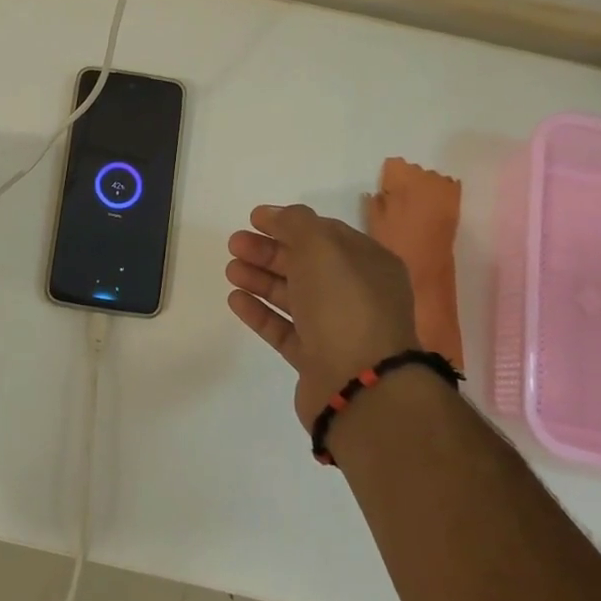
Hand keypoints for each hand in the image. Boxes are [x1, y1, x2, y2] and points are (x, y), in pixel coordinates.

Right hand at [226, 204, 419, 428]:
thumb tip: (277, 216)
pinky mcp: (316, 360)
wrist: (359, 384)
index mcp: (368, 263)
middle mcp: (356, 294)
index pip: (325, 234)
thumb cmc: (344, 304)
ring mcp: (336, 329)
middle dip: (269, 251)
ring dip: (261, 279)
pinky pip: (284, 329)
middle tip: (234, 244)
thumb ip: (296, 223)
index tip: (254, 219)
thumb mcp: (321, 247)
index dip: (289, 223)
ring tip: (231, 270)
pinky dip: (260, 312)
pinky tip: (236, 300)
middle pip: (306, 265)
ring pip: (293, 297)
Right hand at [365, 158, 460, 275]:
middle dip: (406, 181)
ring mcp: (446, 190)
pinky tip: (431, 210)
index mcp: (403, 179)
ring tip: (415, 208)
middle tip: (398, 202)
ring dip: (423, 188)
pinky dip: (438, 195)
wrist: (427, 271)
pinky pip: (447, 189)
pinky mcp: (457, 204)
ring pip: (431, 178)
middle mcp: (427, 178)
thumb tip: (379, 191)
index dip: (388, 178)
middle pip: (414, 169)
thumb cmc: (394, 245)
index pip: (394, 164)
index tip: (385, 194)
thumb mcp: (374, 222)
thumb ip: (375, 201)